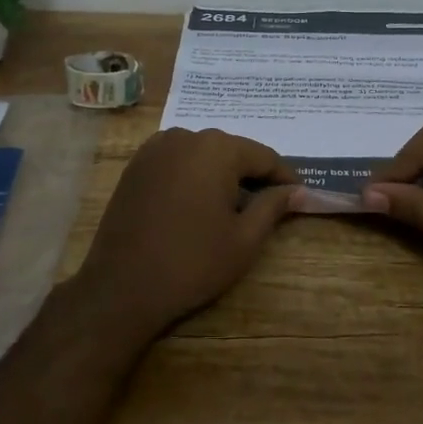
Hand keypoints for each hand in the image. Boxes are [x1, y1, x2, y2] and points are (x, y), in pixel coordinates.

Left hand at [70, 128, 296, 338]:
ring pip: (203, 155)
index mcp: (217, 149)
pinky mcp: (135, 165)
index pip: (264, 157)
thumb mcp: (244, 239)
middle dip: (252, 175)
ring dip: (221, 175)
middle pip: (232, 152)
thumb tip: (296, 190)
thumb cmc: (192, 263)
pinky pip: (177, 162)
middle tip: (268, 206)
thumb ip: (273, 206)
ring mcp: (155, 148)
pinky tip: (196, 205)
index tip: (300, 197)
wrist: (122, 287)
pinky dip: (193, 176)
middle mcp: (185, 137)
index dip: (285, 178)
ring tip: (232, 208)